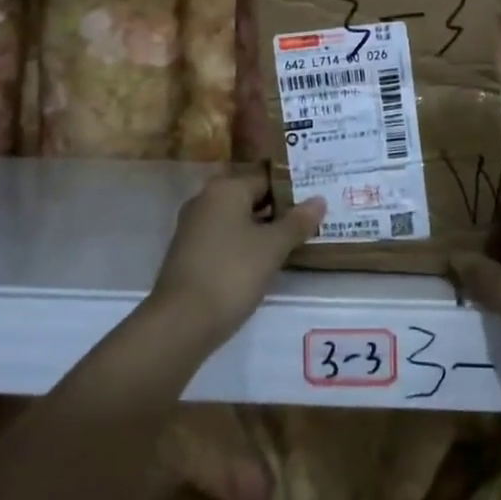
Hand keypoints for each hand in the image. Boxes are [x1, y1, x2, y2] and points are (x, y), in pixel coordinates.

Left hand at [149, 170, 324, 349]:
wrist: (180, 323)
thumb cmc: (231, 273)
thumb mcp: (272, 247)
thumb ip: (297, 222)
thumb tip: (319, 200)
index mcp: (226, 188)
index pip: (266, 176)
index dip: (292, 188)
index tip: (316, 200)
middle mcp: (206, 199)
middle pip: (250, 195)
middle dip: (279, 208)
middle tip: (310, 220)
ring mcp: (194, 227)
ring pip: (237, 218)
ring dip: (262, 228)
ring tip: (293, 241)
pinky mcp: (189, 252)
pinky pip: (225, 237)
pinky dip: (245, 244)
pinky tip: (264, 260)